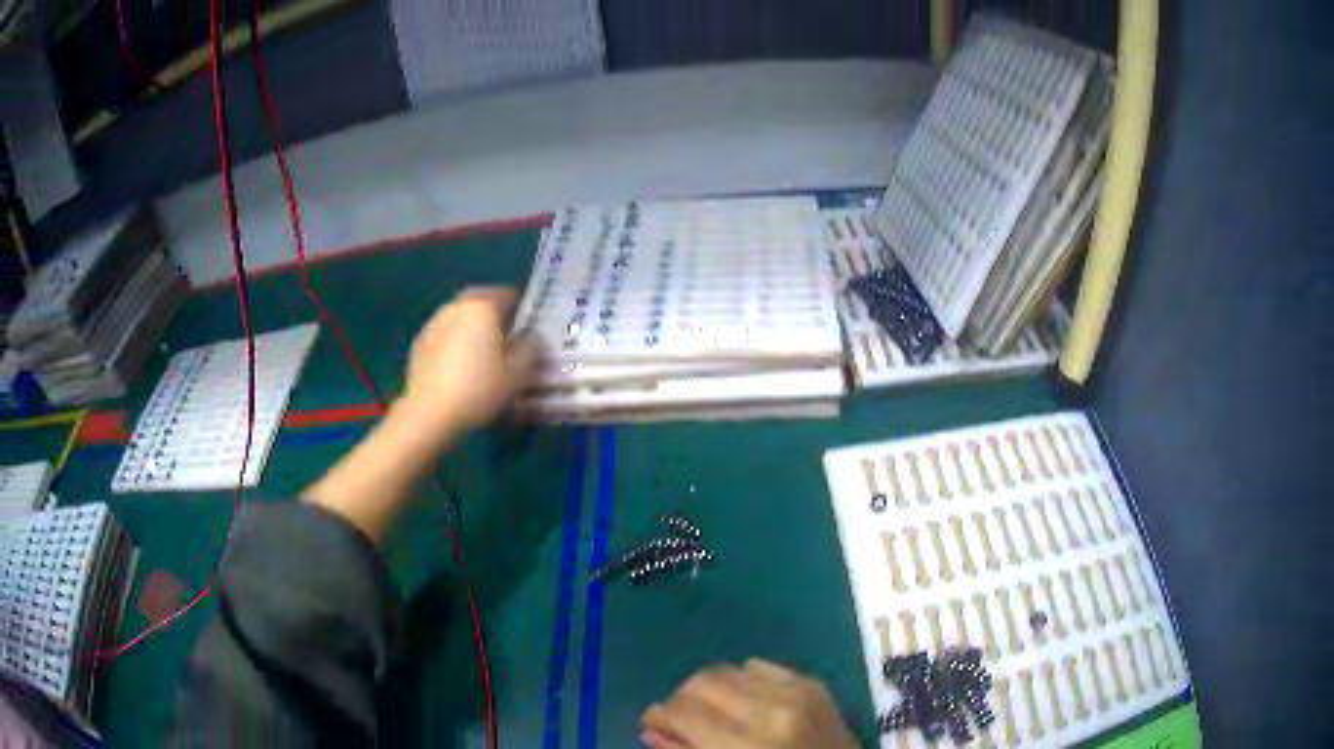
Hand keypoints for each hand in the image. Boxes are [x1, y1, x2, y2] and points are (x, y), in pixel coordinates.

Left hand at [399, 287, 537, 442]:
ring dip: (471, 325)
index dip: (521, 307)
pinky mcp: (419, 344)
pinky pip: (444, 334)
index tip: (528, 325)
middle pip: (479, 300)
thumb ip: (529, 348)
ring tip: (481, 350)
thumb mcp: (517, 374)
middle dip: (492, 312)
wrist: (429, 413)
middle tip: (504, 333)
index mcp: (482, 307)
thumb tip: (530, 336)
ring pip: (459, 316)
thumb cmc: (478, 389)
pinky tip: (459, 365)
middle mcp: (456, 307)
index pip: (507, 294)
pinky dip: (454, 341)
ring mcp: (434, 324)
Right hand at [641, 660, 857, 748]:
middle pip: (702, 681)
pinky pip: (760, 666)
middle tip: (681, 719)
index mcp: (747, 745)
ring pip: (728, 669)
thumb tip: (651, 728)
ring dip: (711, 689)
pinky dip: (743, 682)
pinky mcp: (812, 682)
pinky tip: (746, 704)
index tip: (655, 724)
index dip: (660, 715)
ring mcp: (797, 691)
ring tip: (714, 712)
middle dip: (682, 698)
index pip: (683, 711)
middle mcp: (772, 709)